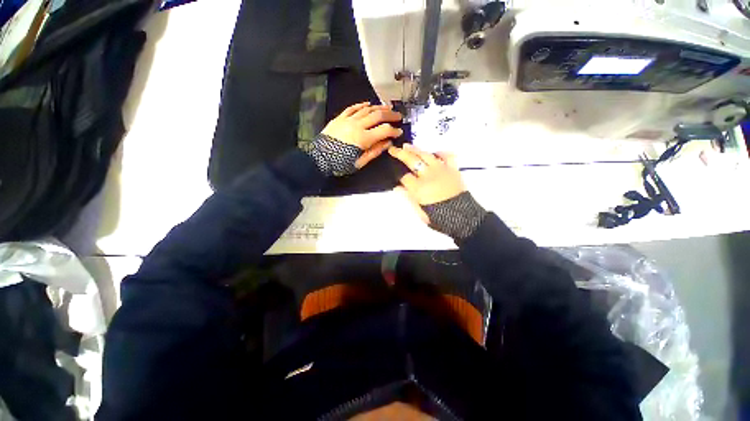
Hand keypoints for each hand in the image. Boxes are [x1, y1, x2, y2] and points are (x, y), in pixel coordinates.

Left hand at [322, 102, 402, 168]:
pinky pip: (352, 108)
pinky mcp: (340, 118)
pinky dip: (362, 105)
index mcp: (363, 138)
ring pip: (366, 109)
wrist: (319, 158)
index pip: (384, 130)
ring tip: (388, 107)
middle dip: (390, 115)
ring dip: (379, 107)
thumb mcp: (360, 162)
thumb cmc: (340, 164)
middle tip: (398, 116)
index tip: (399, 132)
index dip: (394, 130)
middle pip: (377, 115)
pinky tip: (368, 104)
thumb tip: (388, 143)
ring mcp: (347, 119)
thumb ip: (375, 151)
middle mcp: (357, 125)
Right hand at [389, 145, 485, 241]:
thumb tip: (397, 188)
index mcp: (418, 188)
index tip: (399, 178)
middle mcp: (428, 175)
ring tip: (407, 146)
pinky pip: (447, 156)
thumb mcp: (420, 211)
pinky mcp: (453, 169)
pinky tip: (434, 153)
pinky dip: (441, 153)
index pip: (405, 177)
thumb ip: (408, 198)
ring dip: (416, 150)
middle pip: (412, 161)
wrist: (462, 217)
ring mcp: (441, 170)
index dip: (400, 177)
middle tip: (393, 149)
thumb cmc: (438, 217)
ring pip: (426, 155)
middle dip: (400, 154)